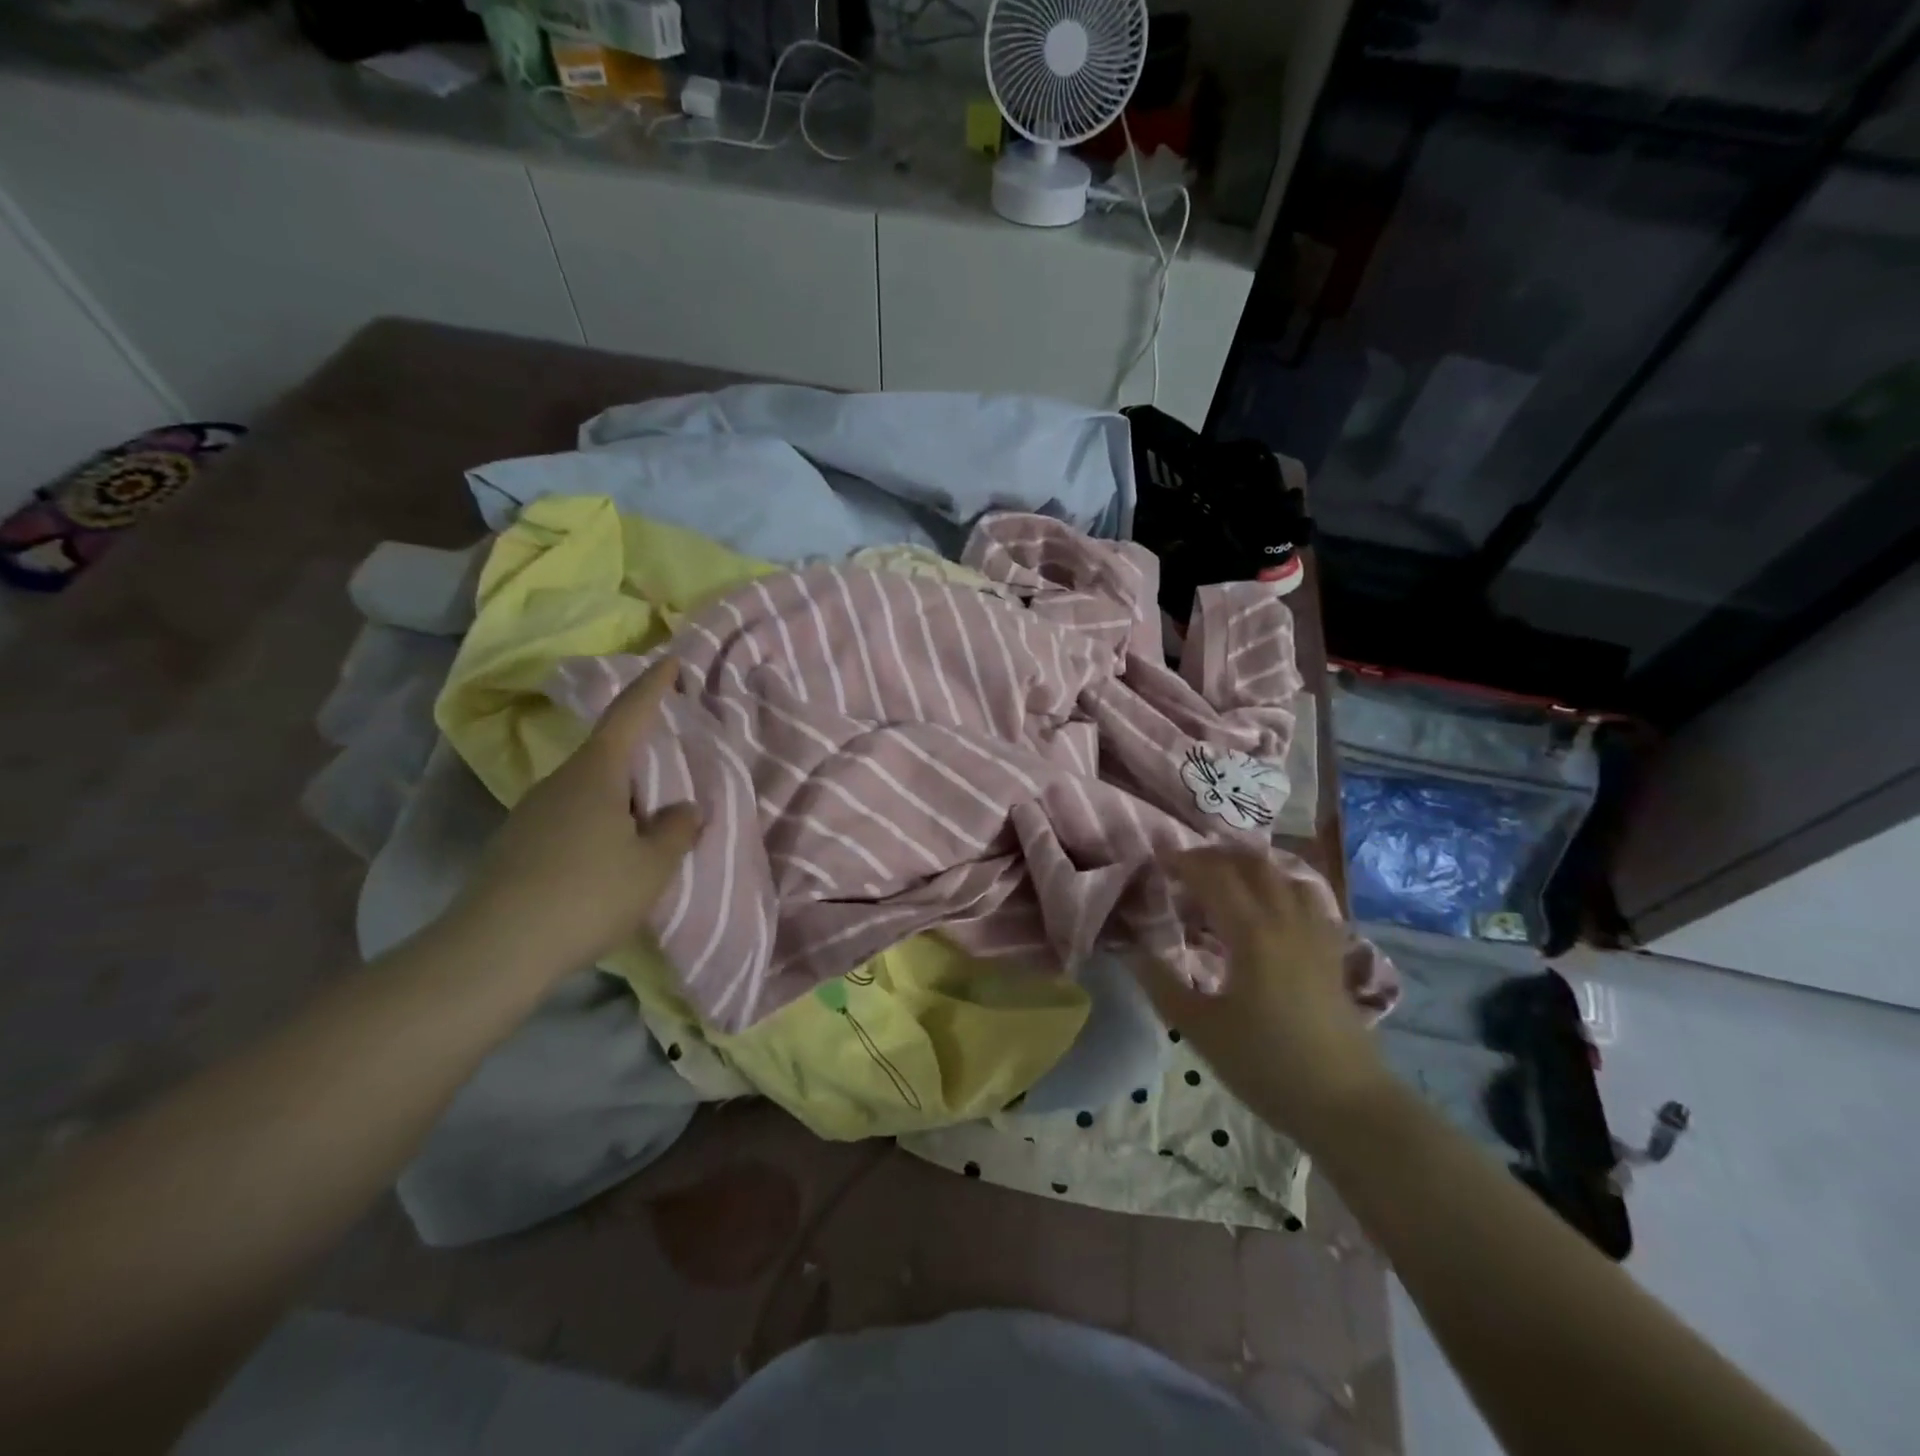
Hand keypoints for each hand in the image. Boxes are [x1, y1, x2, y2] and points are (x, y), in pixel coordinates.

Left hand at [445, 657, 700, 982]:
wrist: (493, 950)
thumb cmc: (587, 894)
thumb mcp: (652, 866)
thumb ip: (677, 830)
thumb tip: (684, 808)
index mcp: (596, 773)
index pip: (629, 714)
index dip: (652, 686)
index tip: (670, 660)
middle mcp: (560, 782)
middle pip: (607, 755)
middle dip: (640, 754)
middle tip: (673, 765)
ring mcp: (532, 813)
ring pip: (589, 791)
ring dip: (620, 798)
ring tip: (648, 824)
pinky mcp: (517, 845)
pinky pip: (571, 819)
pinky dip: (599, 825)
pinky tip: (611, 859)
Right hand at [1136, 847, 1392, 1148]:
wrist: (1346, 1105)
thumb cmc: (1266, 1065)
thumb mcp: (1200, 1029)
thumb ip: (1161, 984)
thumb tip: (1130, 950)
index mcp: (1252, 933)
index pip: (1214, 876)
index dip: (1183, 862)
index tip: (1157, 862)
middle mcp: (1286, 921)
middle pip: (1251, 865)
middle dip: (1214, 856)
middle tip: (1184, 867)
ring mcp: (1315, 934)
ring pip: (1283, 875)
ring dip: (1249, 867)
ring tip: (1223, 879)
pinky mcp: (1332, 952)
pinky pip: (1306, 899)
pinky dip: (1279, 886)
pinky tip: (1268, 907)